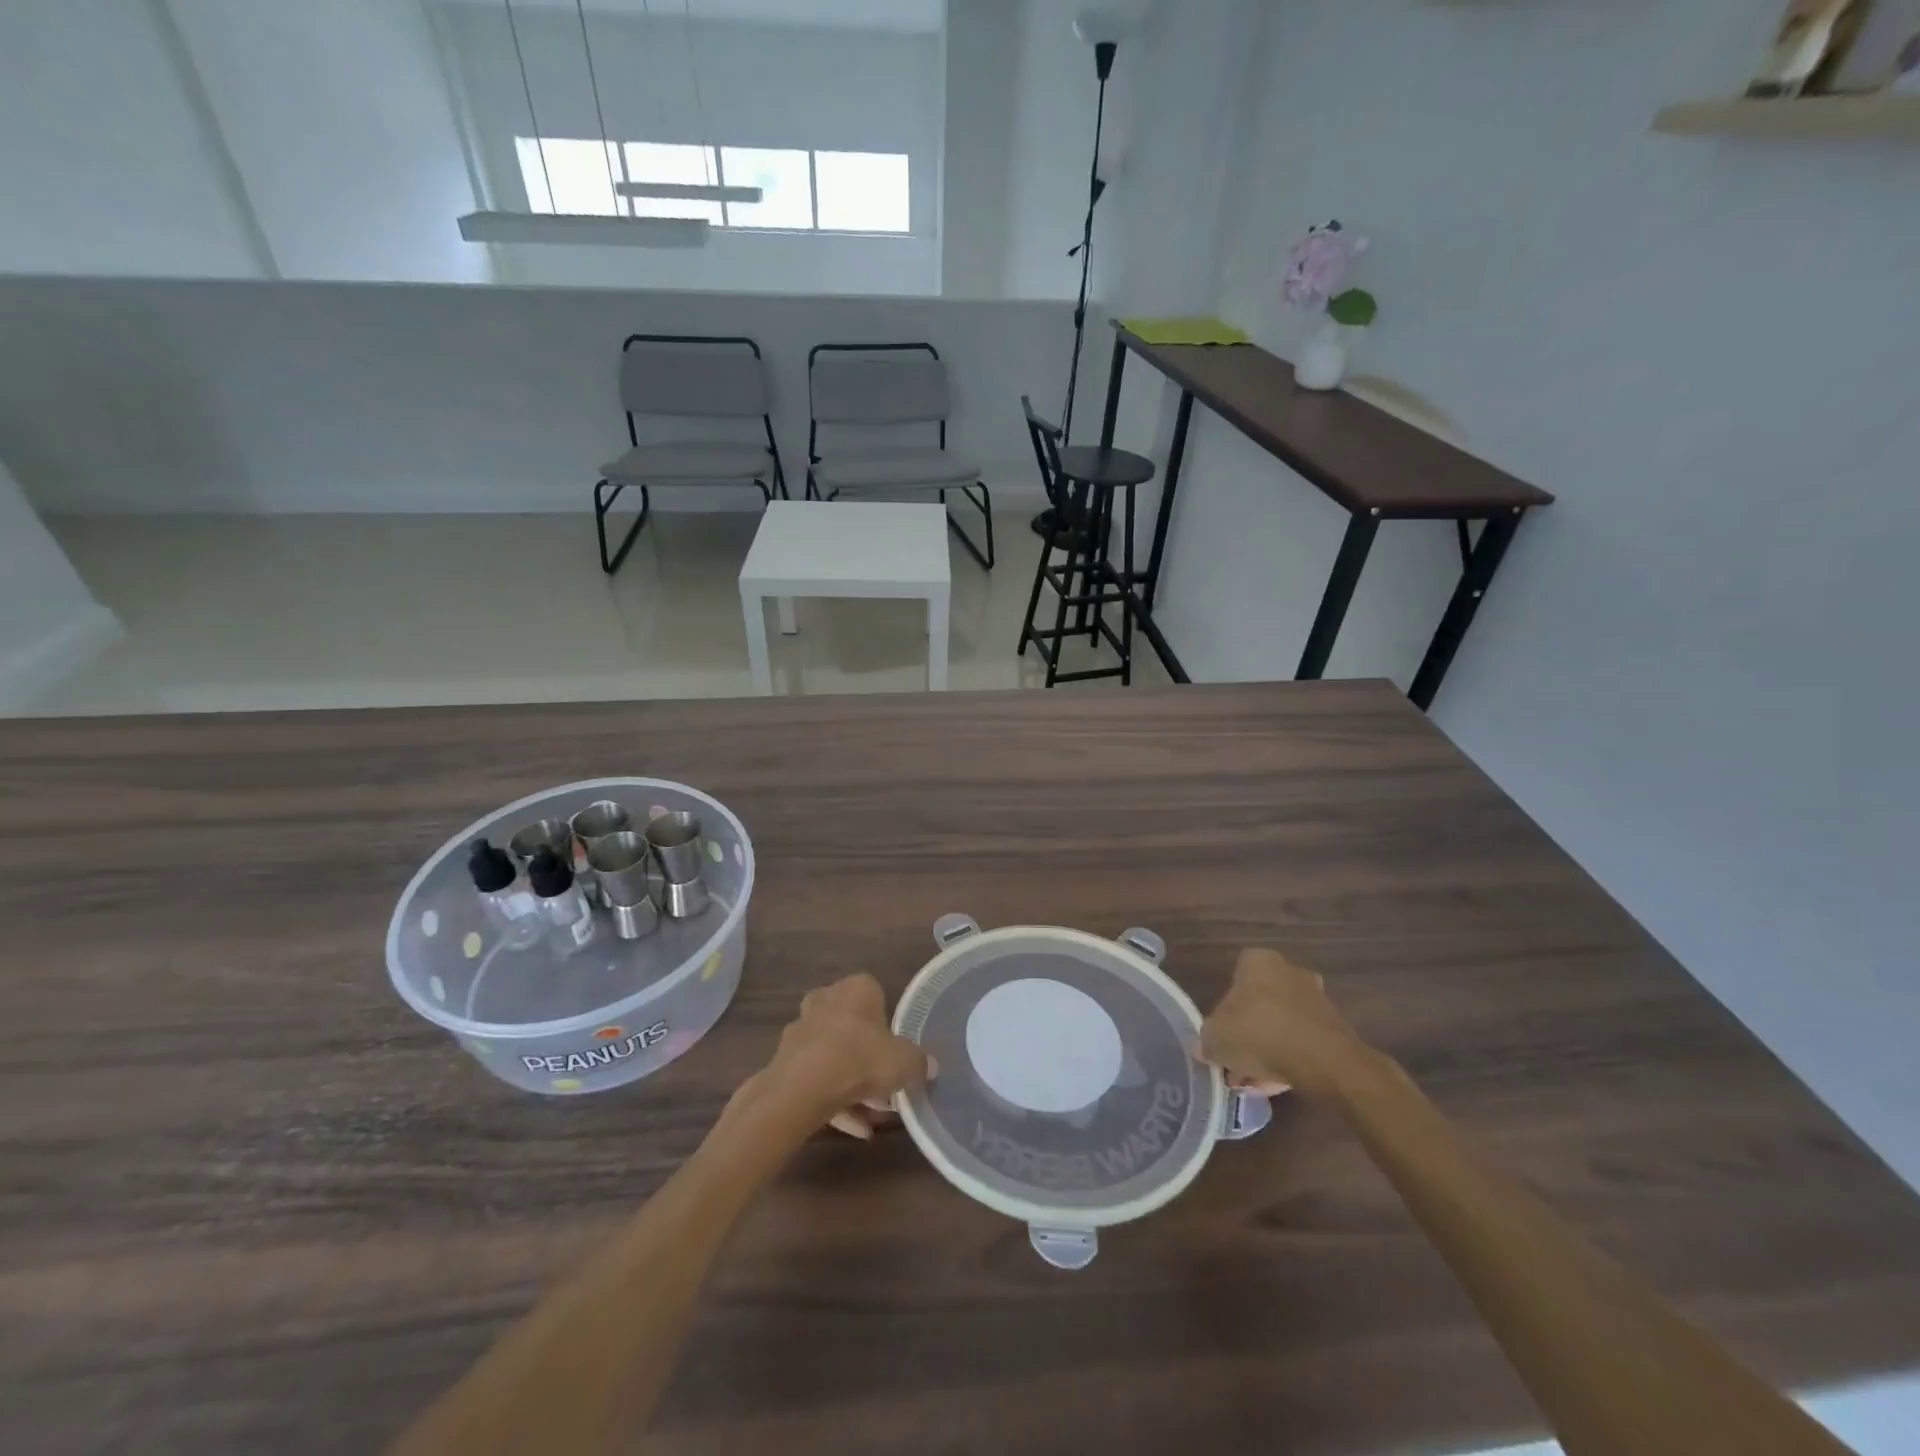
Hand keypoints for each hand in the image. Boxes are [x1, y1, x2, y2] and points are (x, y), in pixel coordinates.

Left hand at [756, 974, 934, 1140]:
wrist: (802, 1088)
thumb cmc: (861, 1059)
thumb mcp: (905, 1062)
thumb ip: (920, 1063)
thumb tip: (931, 1066)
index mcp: (856, 988)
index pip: (876, 995)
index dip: (888, 1025)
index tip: (897, 1051)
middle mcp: (826, 1000)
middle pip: (852, 1027)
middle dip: (868, 1057)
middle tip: (886, 1087)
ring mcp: (802, 1029)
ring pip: (834, 1055)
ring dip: (852, 1084)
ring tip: (872, 1118)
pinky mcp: (785, 1060)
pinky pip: (816, 1079)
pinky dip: (834, 1101)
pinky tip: (854, 1128)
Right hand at [1198, 948, 1368, 1095]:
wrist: (1326, 1063)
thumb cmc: (1260, 1034)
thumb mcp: (1215, 1038)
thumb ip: (1206, 1039)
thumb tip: (1206, 1046)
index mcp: (1258, 961)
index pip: (1233, 977)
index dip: (1224, 1008)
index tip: (1221, 1034)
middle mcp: (1289, 971)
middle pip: (1259, 1003)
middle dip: (1247, 1032)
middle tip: (1237, 1061)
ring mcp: (1315, 999)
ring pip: (1281, 1024)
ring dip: (1268, 1048)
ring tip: (1256, 1080)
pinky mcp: (1335, 1028)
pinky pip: (1302, 1041)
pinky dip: (1290, 1058)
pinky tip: (1278, 1083)